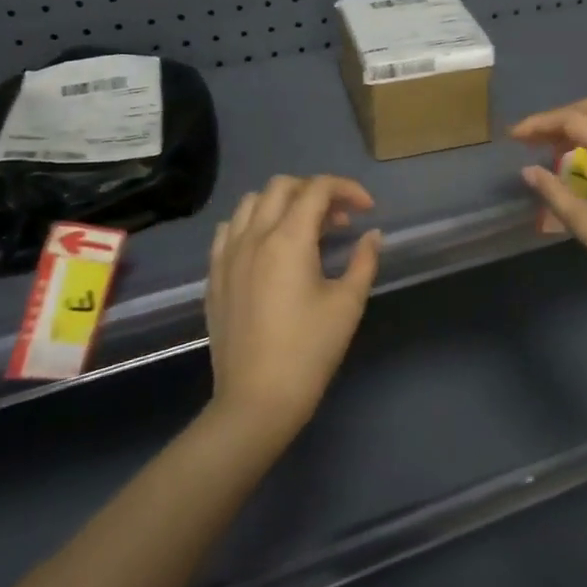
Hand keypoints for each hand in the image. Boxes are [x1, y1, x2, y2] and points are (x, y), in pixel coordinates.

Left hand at [206, 174, 382, 438]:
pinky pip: (230, 230)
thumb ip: (363, 261)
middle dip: (315, 191)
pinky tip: (269, 248)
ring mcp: (227, 255)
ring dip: (283, 203)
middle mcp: (253, 237)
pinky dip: (253, 223)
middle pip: (282, 186)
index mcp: (288, 239)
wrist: (257, 399)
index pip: (317, 189)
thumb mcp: (347, 304)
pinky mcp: (214, 275)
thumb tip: (372, 235)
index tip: (367, 209)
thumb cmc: (309, 351)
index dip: (347, 189)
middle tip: (339, 220)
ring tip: (305, 230)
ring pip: (252, 203)